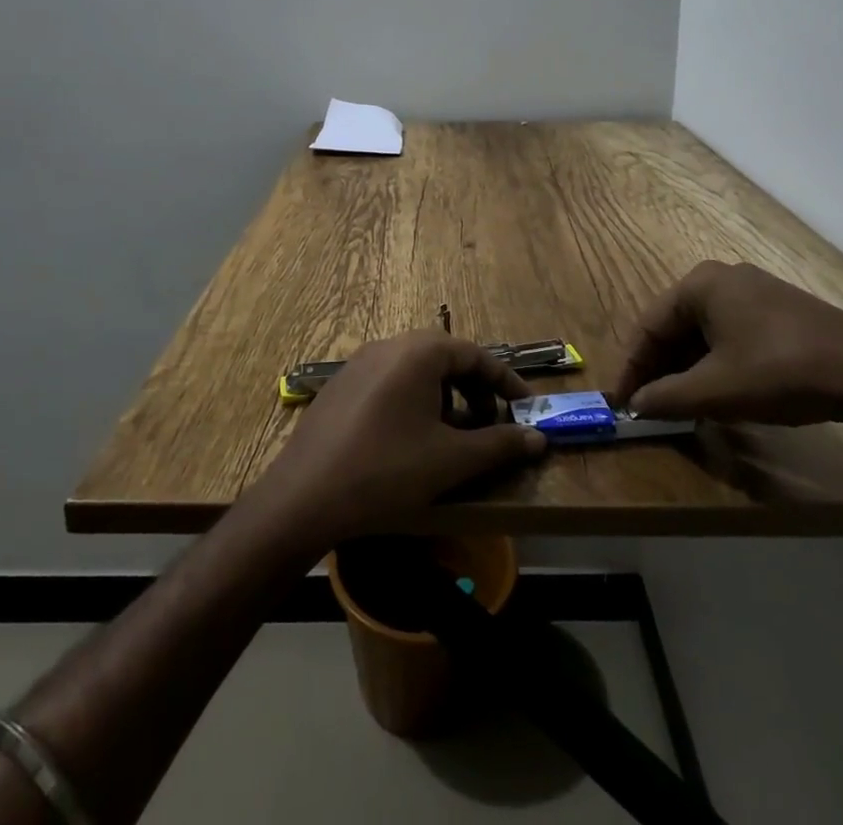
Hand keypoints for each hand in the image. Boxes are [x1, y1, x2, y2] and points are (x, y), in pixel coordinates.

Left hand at [247, 331, 546, 553]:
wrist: (304, 496)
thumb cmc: (386, 471)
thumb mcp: (451, 460)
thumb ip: (499, 444)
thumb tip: (538, 438)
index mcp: (419, 352)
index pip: (475, 354)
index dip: (505, 381)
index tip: (526, 408)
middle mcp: (389, 345)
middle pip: (445, 357)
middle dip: (474, 387)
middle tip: (492, 422)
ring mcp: (360, 363)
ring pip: (416, 370)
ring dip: (444, 395)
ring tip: (454, 434)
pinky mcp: (341, 385)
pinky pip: (390, 381)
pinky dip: (414, 400)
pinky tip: (412, 439)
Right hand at [611, 261, 842, 427]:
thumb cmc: (782, 372)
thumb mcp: (717, 390)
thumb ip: (667, 397)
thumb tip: (635, 405)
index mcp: (700, 284)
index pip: (649, 326)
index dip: (632, 368)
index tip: (621, 404)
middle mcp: (723, 280)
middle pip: (676, 328)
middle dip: (661, 371)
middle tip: (649, 410)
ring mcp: (755, 295)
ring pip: (704, 336)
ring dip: (688, 372)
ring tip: (680, 410)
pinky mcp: (779, 316)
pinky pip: (732, 339)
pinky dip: (717, 367)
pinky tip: (719, 398)